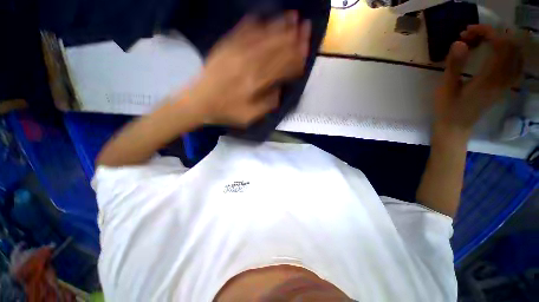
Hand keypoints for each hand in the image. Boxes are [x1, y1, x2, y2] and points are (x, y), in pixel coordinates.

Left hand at [188, 12, 310, 126]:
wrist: (199, 102)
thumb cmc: (226, 111)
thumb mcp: (249, 117)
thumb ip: (267, 104)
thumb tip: (280, 91)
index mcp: (256, 83)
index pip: (282, 67)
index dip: (296, 58)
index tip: (306, 49)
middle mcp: (249, 64)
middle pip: (275, 48)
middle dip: (293, 37)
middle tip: (306, 27)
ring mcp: (236, 52)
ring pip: (263, 37)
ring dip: (279, 26)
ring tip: (293, 16)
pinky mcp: (226, 47)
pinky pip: (242, 31)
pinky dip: (255, 24)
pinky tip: (263, 17)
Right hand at [434, 25, 523, 137]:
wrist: (456, 128)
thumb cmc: (448, 109)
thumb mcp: (446, 88)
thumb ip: (455, 65)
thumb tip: (460, 42)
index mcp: (490, 78)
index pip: (499, 45)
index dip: (486, 32)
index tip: (467, 31)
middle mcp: (503, 79)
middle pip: (510, 46)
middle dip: (492, 35)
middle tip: (472, 37)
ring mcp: (506, 84)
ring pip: (516, 54)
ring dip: (502, 42)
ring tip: (483, 42)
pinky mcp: (504, 87)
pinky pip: (516, 64)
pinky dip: (509, 53)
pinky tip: (497, 52)